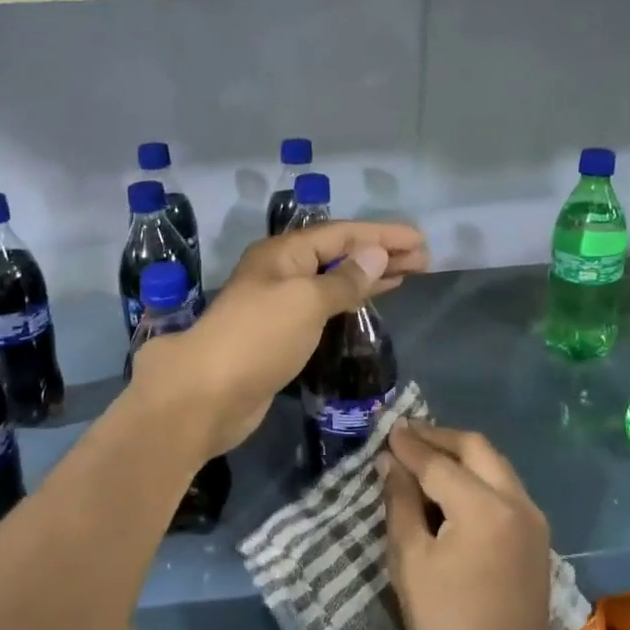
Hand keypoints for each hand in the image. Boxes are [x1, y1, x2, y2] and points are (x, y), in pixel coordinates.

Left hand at [129, 220, 427, 457]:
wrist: (207, 396)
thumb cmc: (258, 338)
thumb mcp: (306, 301)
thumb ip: (344, 280)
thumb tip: (375, 256)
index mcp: (283, 254)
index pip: (341, 234)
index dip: (381, 235)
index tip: (419, 241)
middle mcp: (280, 273)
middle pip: (338, 255)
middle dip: (379, 255)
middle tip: (423, 260)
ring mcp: (279, 305)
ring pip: (331, 281)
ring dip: (367, 277)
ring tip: (406, 275)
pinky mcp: (280, 336)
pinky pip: (323, 308)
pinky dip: (349, 302)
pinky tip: (367, 303)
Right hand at [380, 424, 559, 629]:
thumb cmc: (446, 626)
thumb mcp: (410, 561)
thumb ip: (400, 503)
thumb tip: (390, 463)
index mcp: (484, 508)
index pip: (439, 463)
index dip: (410, 446)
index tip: (387, 430)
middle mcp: (516, 502)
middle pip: (477, 449)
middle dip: (440, 438)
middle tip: (406, 436)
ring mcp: (533, 518)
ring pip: (495, 465)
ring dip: (461, 455)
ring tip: (424, 457)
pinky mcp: (537, 535)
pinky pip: (505, 487)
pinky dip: (477, 476)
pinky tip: (451, 488)